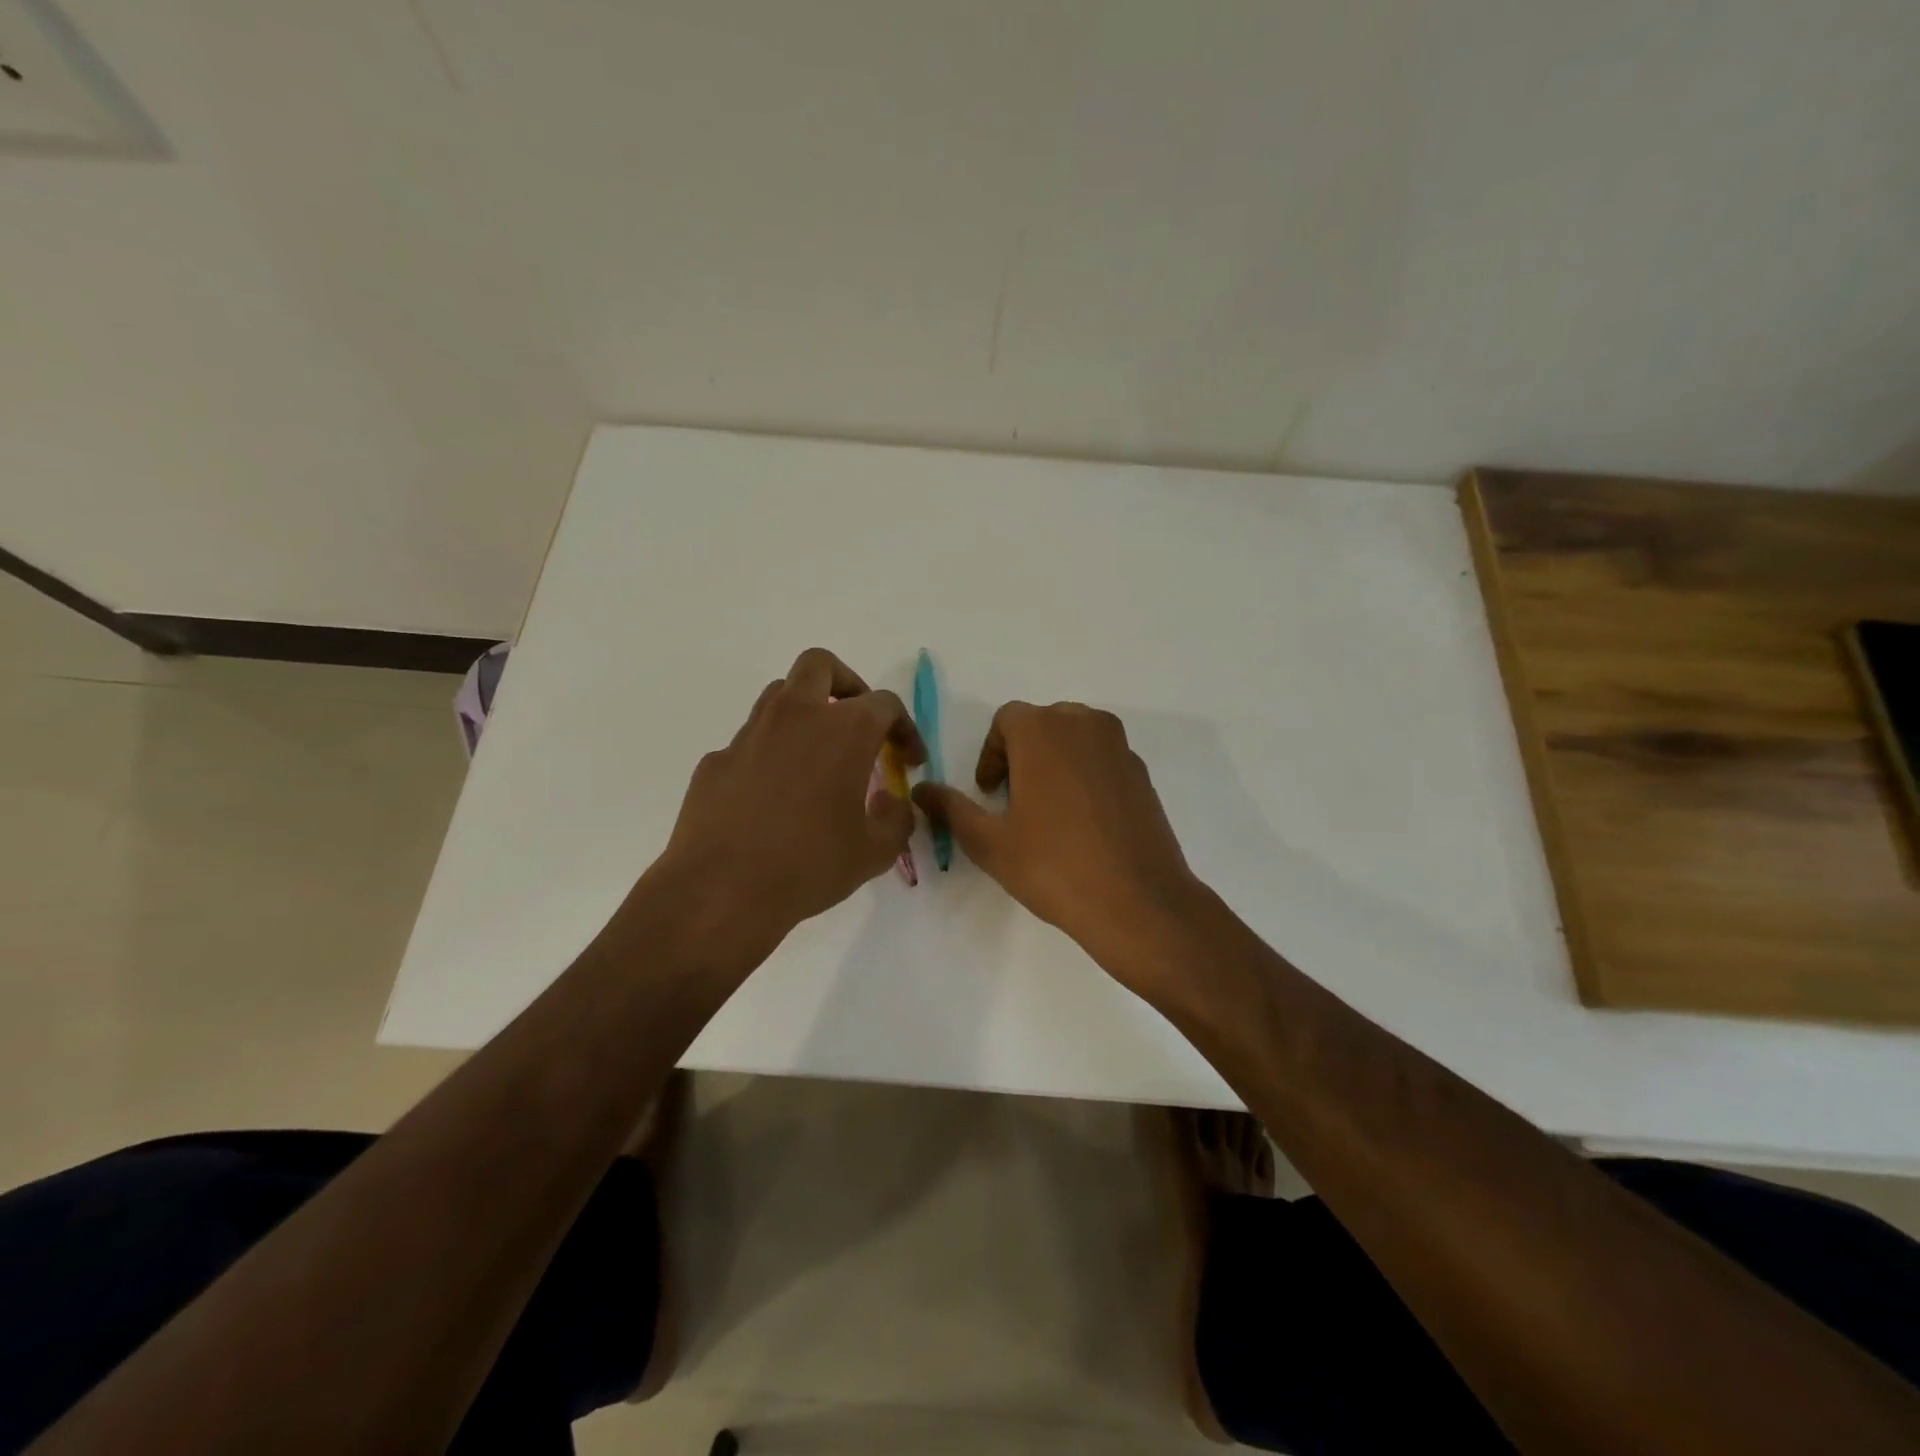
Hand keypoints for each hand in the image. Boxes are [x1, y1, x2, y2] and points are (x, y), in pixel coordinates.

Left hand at [654, 648, 924, 943]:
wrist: (721, 890)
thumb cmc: (810, 865)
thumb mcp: (875, 851)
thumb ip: (896, 819)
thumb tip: (892, 803)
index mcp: (844, 730)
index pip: (885, 704)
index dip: (905, 728)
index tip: (908, 759)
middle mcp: (796, 716)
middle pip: (820, 666)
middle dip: (846, 684)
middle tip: (857, 722)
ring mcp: (749, 734)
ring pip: (780, 695)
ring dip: (805, 712)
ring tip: (817, 755)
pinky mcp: (717, 759)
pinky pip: (751, 741)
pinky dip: (771, 753)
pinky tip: (773, 796)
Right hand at [912, 702, 1200, 967]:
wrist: (1137, 901)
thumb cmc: (1053, 866)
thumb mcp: (989, 842)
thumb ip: (951, 808)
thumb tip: (922, 790)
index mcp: (1042, 731)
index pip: (1007, 719)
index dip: (990, 753)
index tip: (989, 792)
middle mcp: (1084, 725)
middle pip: (1043, 723)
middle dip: (1022, 753)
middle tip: (1013, 799)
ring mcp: (1119, 747)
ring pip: (1076, 737)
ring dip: (1055, 760)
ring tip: (1048, 809)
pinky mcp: (1142, 773)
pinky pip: (1103, 758)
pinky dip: (1085, 774)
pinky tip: (1083, 822)